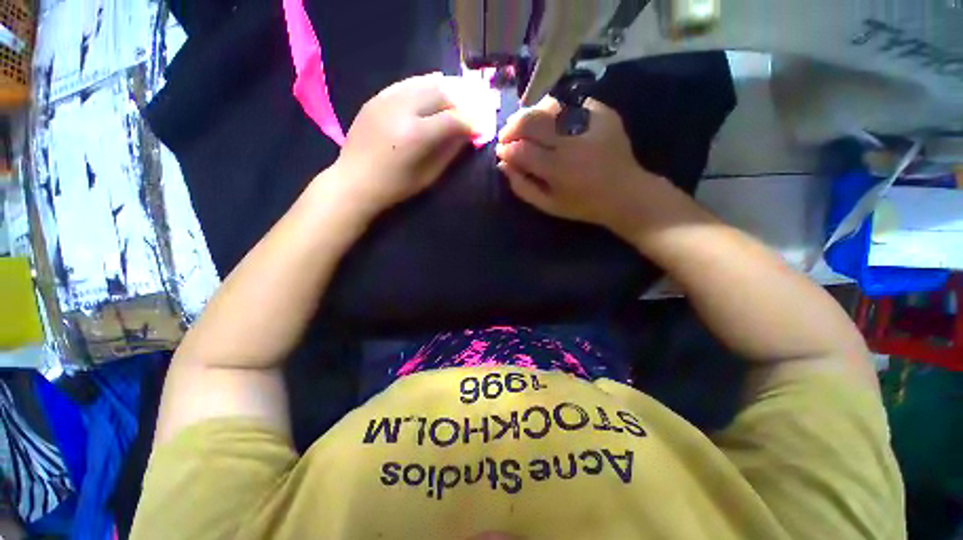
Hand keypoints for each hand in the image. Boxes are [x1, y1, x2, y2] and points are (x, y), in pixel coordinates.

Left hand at [324, 73, 476, 221]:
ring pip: (424, 82)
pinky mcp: (376, 97)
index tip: (481, 127)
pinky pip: (406, 83)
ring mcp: (386, 99)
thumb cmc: (395, 186)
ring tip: (458, 97)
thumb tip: (468, 134)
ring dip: (445, 89)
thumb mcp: (428, 175)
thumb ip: (450, 152)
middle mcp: (402, 110)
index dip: (471, 122)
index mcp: (416, 135)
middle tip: (471, 110)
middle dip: (462, 101)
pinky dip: (424, 84)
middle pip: (441, 93)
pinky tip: (434, 88)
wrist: (355, 181)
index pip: (453, 119)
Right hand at [496, 96, 681, 240]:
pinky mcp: (604, 113)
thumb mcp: (548, 205)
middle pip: (531, 121)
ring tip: (527, 127)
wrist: (626, 194)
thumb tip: (503, 164)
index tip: (501, 151)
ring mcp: (590, 124)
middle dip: (512, 127)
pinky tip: (552, 122)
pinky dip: (556, 110)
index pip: (520, 150)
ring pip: (549, 106)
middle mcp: (572, 142)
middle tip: (507, 135)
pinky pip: (572, 102)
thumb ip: (522, 186)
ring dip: (531, 114)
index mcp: (558, 169)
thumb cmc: (583, 205)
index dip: (506, 149)